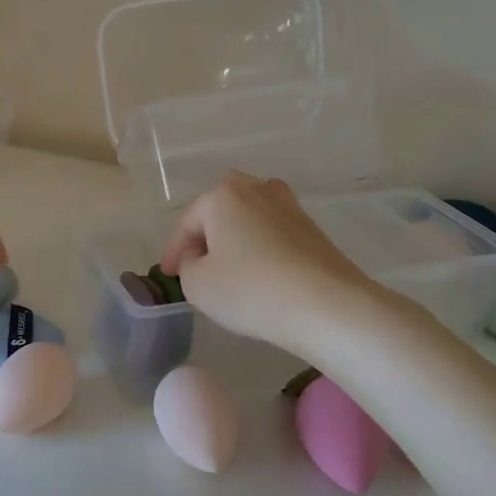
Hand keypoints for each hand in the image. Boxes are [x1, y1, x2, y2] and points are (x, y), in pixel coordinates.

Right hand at [160, 173, 374, 354]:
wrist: (327, 305)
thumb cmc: (250, 290)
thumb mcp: (197, 285)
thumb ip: (187, 265)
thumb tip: (199, 257)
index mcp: (222, 195)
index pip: (187, 223)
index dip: (172, 251)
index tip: (168, 275)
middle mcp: (255, 189)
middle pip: (220, 209)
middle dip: (206, 233)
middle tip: (197, 263)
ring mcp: (288, 205)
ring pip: (249, 217)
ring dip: (236, 236)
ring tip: (229, 265)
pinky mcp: (312, 227)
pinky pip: (273, 231)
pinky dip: (261, 246)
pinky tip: (260, 270)